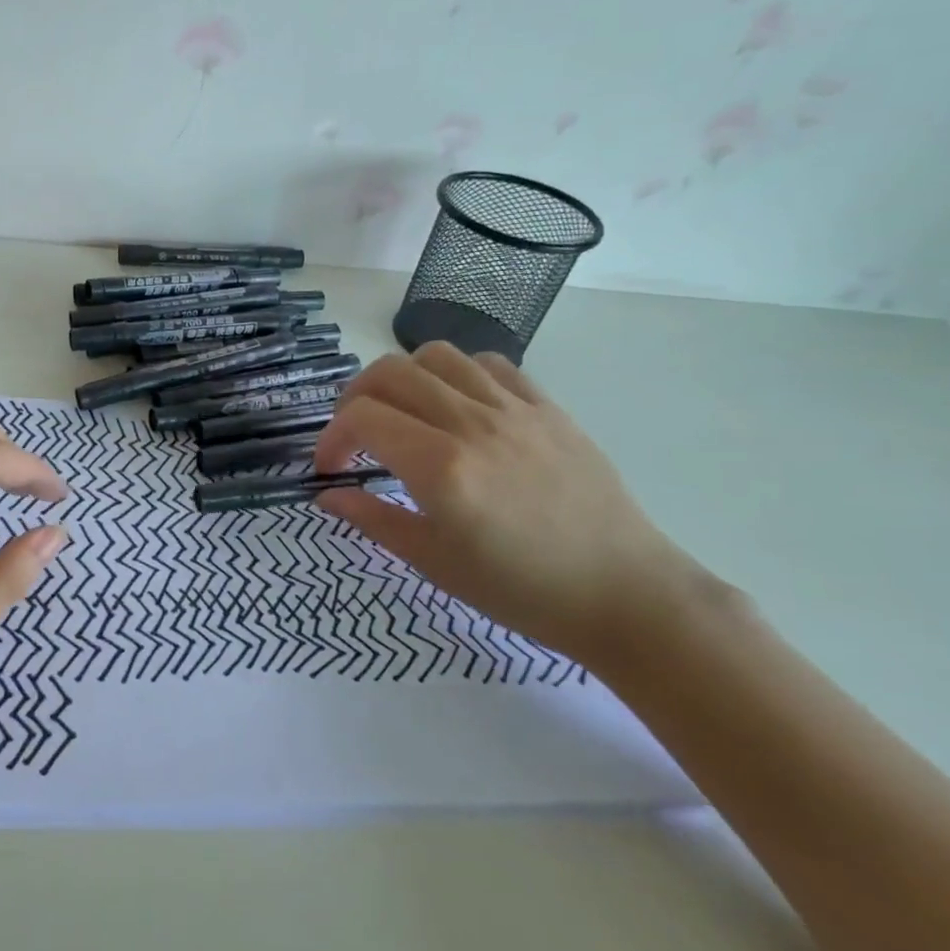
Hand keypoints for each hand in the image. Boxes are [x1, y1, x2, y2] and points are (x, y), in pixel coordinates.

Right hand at [314, 344, 703, 665]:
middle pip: (390, 372)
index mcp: (440, 467)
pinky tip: (458, 408)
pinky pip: (490, 364)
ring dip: (404, 378)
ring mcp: (515, 410)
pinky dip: (457, 374)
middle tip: (356, 435)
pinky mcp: (548, 408)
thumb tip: (326, 494)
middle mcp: (472, 424)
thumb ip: (372, 519)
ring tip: (405, 414)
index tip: (331, 468)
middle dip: (355, 398)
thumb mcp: (433, 562)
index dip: (331, 437)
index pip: (361, 417)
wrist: (624, 594)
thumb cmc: (520, 589)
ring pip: (437, 356)